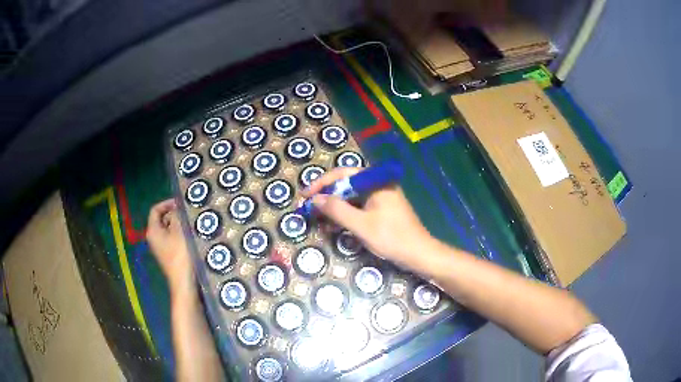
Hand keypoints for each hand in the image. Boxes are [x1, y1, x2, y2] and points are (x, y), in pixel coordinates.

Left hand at [147, 199, 194, 296]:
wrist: (184, 282)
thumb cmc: (180, 255)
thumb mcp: (179, 232)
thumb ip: (177, 216)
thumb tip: (177, 207)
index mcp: (153, 231)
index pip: (156, 210)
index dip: (167, 203)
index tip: (180, 203)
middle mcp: (153, 238)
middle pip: (162, 219)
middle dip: (175, 215)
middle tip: (189, 214)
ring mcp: (160, 248)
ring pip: (168, 230)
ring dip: (179, 225)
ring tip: (192, 224)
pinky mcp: (168, 255)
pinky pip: (172, 240)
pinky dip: (180, 235)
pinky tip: (191, 237)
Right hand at [302, 167, 433, 269]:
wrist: (419, 254)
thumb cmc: (391, 237)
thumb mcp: (360, 225)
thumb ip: (336, 210)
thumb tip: (314, 199)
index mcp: (375, 181)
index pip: (343, 174)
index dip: (321, 183)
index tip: (305, 195)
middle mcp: (378, 184)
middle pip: (347, 184)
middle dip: (327, 196)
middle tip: (309, 208)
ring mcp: (381, 197)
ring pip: (351, 197)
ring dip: (335, 208)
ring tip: (318, 219)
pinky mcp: (382, 210)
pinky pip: (359, 207)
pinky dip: (346, 215)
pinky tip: (334, 226)